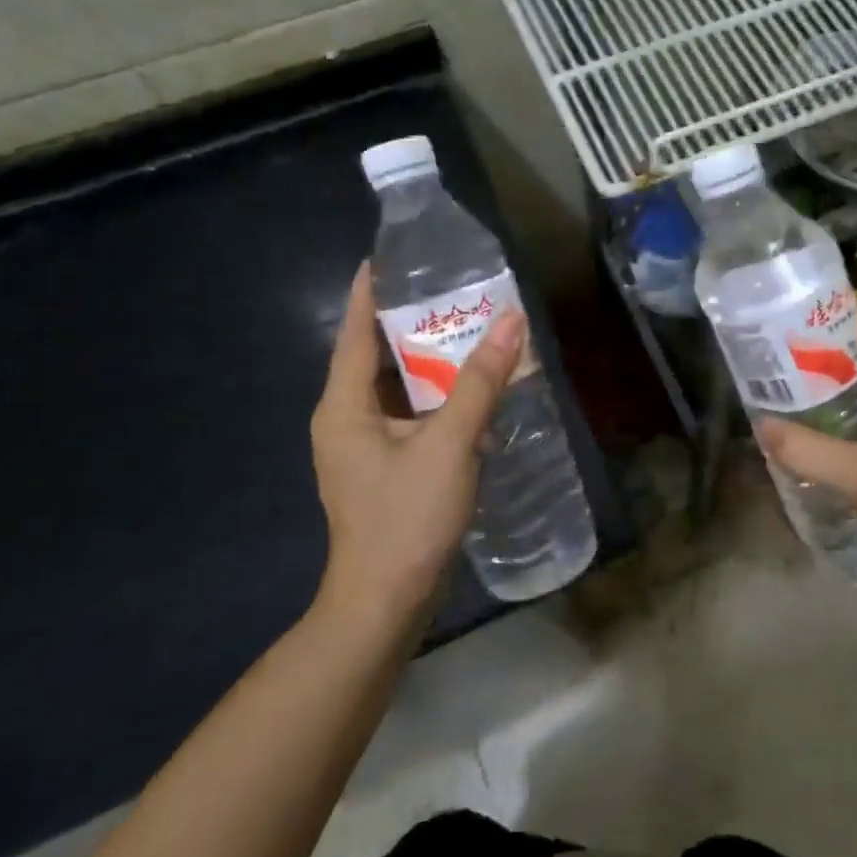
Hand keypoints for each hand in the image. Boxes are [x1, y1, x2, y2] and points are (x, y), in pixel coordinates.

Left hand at [310, 265, 522, 615]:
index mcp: (344, 405)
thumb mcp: (449, 443)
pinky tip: (469, 388)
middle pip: (376, 355)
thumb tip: (512, 321)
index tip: (388, 255)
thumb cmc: (406, 518)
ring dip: (428, 360)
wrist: (386, 602)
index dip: (369, 291)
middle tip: (449, 289)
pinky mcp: (383, 467)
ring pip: (396, 387)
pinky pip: (409, 414)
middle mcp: (345, 418)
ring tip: (466, 327)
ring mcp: (363, 446)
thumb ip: (480, 381)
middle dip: (410, 322)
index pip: (354, 331)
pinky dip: (435, 395)